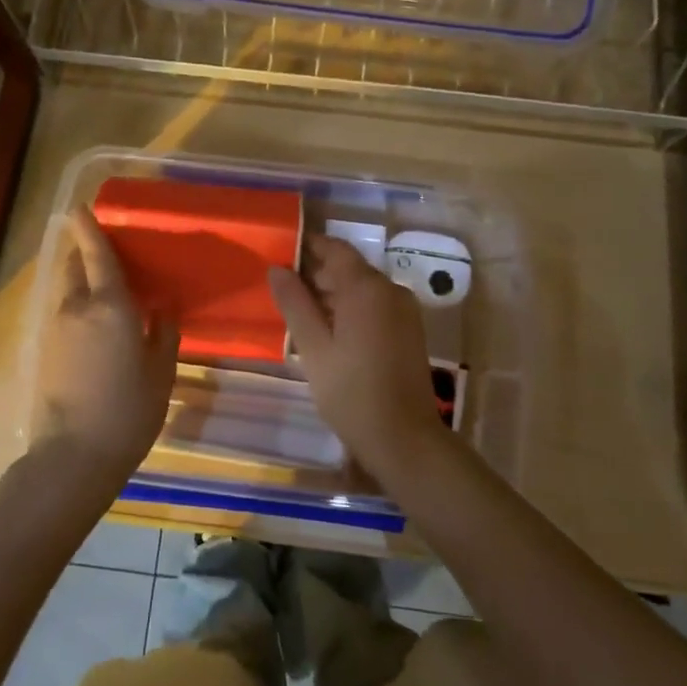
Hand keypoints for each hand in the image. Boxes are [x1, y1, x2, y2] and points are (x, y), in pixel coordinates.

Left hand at [32, 207, 179, 481]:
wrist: (72, 457)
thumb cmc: (128, 412)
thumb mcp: (160, 372)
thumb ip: (163, 331)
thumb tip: (162, 304)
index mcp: (109, 307)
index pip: (97, 255)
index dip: (89, 228)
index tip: (79, 206)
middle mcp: (75, 308)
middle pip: (74, 265)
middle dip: (84, 251)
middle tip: (108, 252)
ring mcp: (54, 329)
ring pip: (64, 288)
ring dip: (79, 277)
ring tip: (104, 286)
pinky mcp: (43, 350)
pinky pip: (60, 310)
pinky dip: (74, 302)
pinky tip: (93, 320)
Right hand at [268, 235, 446, 475]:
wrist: (404, 438)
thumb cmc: (351, 392)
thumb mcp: (313, 348)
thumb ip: (294, 304)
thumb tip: (277, 269)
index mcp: (367, 288)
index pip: (335, 249)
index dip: (308, 247)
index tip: (280, 255)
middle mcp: (391, 290)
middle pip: (349, 268)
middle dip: (317, 273)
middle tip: (282, 290)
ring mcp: (404, 310)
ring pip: (362, 288)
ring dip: (333, 293)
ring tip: (300, 313)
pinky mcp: (409, 330)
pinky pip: (375, 306)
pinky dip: (351, 309)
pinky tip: (328, 331)